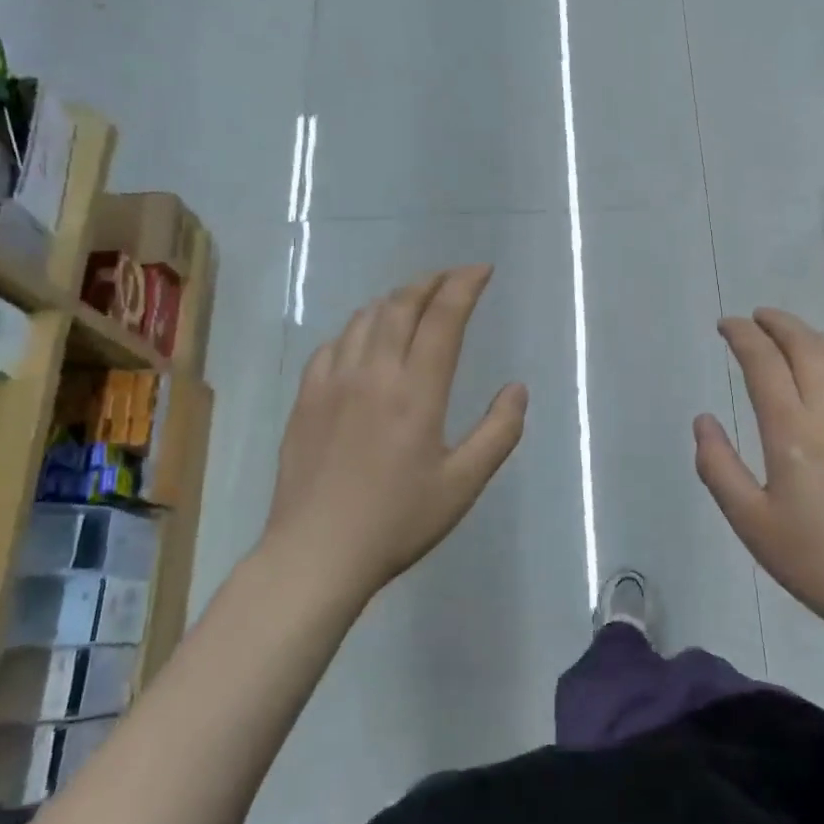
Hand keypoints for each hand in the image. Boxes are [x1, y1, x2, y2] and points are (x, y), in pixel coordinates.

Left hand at [263, 266, 528, 600]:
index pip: (443, 317)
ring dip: (395, 299)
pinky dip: (357, 327)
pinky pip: (333, 343)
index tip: (482, 271)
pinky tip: (364, 339)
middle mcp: (373, 372)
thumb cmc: (398, 521)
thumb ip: (499, 432)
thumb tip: (516, 387)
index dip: (464, 285)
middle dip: (431, 281)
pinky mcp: (306, 398)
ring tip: (414, 301)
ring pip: (364, 318)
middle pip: (401, 304)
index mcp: (416, 391)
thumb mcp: (463, 484)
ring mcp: (332, 382)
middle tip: (453, 277)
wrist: (316, 553)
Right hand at [694, 309, 823, 640]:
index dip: (742, 335)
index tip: (726, 325)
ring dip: (812, 336)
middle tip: (756, 317)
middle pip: (804, 346)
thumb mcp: (748, 520)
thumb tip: (703, 420)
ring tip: (793, 336)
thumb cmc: (812, 558)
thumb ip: (717, 465)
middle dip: (777, 323)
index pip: (763, 362)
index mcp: (791, 430)